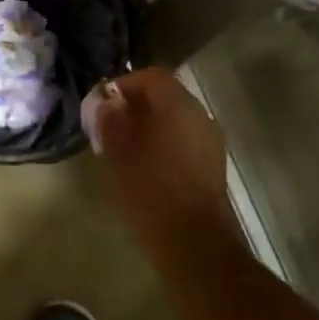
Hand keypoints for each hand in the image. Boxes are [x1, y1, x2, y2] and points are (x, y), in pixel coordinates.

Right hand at [83, 68, 237, 254]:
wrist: (194, 243)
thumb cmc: (150, 189)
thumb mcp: (117, 151)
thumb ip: (109, 119)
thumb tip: (106, 103)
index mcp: (177, 103)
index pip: (151, 76)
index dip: (125, 85)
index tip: (104, 105)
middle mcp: (199, 114)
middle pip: (166, 96)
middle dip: (138, 107)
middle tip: (112, 127)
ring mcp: (211, 140)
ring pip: (176, 120)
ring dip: (152, 127)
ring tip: (127, 150)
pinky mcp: (214, 166)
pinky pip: (186, 141)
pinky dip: (166, 145)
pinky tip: (149, 169)